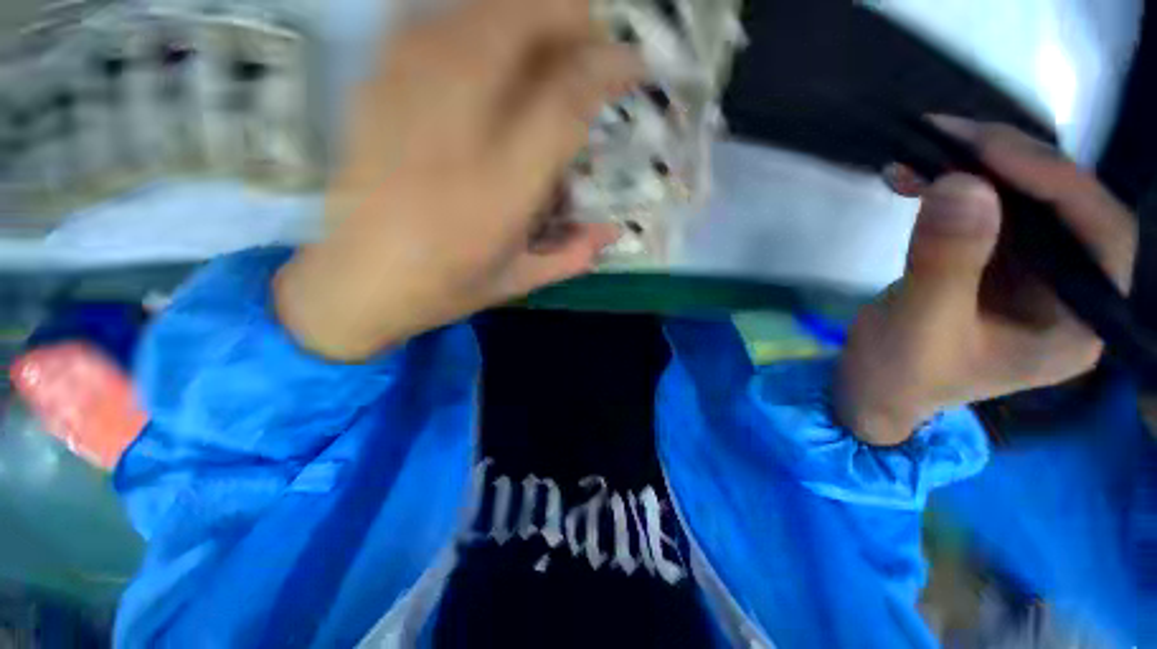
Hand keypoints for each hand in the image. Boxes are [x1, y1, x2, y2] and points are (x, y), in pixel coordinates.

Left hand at [275, 0, 641, 360]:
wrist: (355, 283)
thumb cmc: (443, 288)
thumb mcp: (517, 282)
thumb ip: (572, 255)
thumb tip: (615, 231)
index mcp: (499, 193)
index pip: (565, 104)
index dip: (607, 70)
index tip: (633, 63)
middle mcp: (456, 134)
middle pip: (517, 28)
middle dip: (568, 15)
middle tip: (594, 33)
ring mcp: (407, 100)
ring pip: (472, 12)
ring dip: (523, 8)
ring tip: (550, 30)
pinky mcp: (374, 89)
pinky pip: (427, 23)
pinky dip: (470, 16)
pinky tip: (487, 38)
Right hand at [837, 116, 1138, 445]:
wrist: (871, 388)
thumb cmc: (898, 374)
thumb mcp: (916, 327)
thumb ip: (944, 263)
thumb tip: (963, 184)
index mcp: (1074, 325)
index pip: (1100, 238)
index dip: (1058, 183)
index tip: (990, 150)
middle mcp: (1068, 292)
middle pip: (1067, 207)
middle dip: (1011, 165)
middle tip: (950, 138)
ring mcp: (1032, 274)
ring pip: (1025, 199)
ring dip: (974, 169)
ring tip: (920, 153)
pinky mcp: (994, 263)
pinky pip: (986, 209)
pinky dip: (951, 187)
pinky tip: (915, 178)